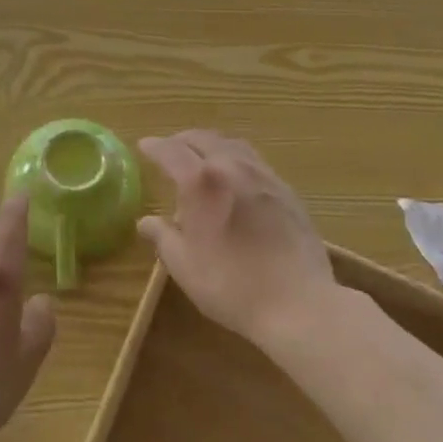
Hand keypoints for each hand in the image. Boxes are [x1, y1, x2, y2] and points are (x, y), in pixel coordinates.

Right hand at [136, 131, 339, 350]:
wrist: (298, 302)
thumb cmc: (231, 285)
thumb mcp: (185, 266)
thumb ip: (163, 237)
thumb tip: (146, 221)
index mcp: (201, 181)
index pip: (171, 151)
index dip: (155, 146)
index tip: (144, 146)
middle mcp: (231, 166)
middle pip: (203, 138)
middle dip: (182, 140)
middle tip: (170, 149)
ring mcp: (263, 175)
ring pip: (231, 144)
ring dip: (211, 144)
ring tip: (203, 157)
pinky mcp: (286, 189)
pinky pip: (254, 160)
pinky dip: (236, 157)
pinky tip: (237, 176)